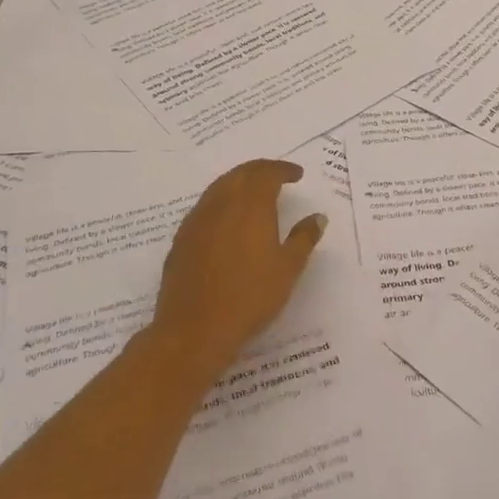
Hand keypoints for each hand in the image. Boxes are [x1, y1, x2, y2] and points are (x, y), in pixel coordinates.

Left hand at [151, 159, 326, 376]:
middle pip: (241, 174)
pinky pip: (205, 207)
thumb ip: (304, 238)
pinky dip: (221, 202)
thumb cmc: (250, 297)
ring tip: (253, 194)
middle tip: (277, 176)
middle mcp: (221, 203)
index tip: (297, 174)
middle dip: (260, 170)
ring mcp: (197, 220)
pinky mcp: (181, 239)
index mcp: (250, 205)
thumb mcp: (288, 269)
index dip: (283, 169)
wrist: (194, 329)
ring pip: (219, 187)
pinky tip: (227, 221)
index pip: (267, 173)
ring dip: (238, 183)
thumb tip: (317, 217)